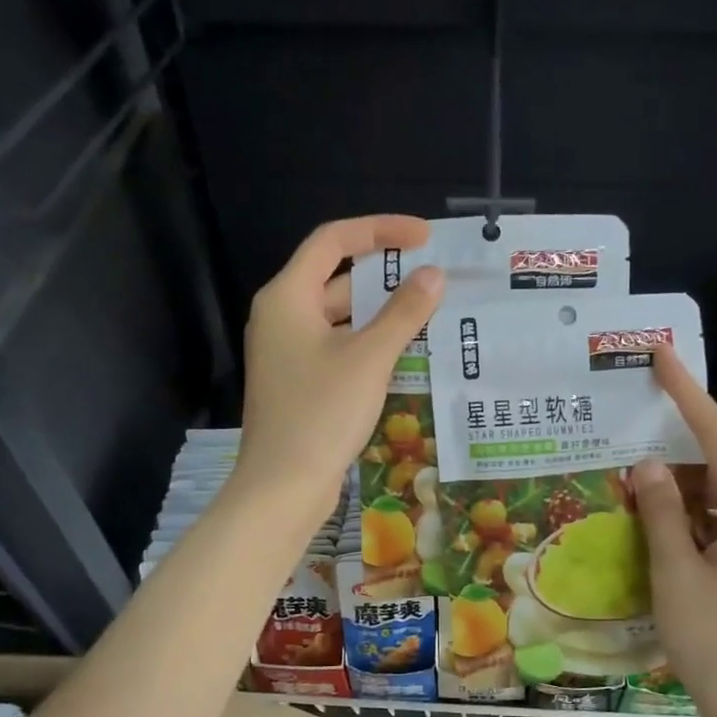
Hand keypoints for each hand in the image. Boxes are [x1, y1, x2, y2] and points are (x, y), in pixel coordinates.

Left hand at [233, 216, 444, 527]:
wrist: (282, 487)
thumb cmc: (321, 413)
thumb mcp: (369, 357)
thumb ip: (403, 312)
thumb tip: (433, 275)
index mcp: (287, 296)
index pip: (333, 240)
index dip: (380, 230)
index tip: (425, 237)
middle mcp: (281, 316)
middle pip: (336, 277)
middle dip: (385, 275)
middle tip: (434, 278)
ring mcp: (288, 352)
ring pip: (340, 316)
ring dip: (381, 312)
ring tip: (430, 312)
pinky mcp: (299, 382)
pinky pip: (338, 346)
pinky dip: (369, 342)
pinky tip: (406, 353)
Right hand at [632, 349, 716, 716]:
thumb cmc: (715, 641)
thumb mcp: (676, 573)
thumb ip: (661, 513)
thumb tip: (645, 465)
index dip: (687, 393)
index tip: (662, 356)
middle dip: (678, 438)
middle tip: (636, 412)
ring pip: (716, 496)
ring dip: (678, 483)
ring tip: (634, 467)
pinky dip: (687, 513)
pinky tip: (655, 515)